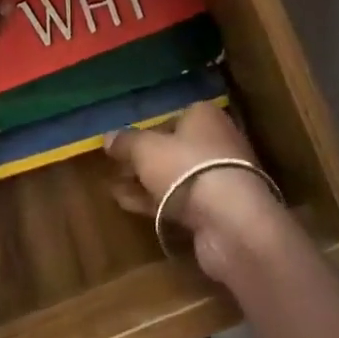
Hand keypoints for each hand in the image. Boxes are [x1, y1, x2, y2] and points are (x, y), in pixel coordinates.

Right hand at [105, 102, 288, 280]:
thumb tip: (108, 137)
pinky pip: (179, 200)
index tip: (123, 141)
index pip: (172, 116)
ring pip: (175, 176)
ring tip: (113, 186)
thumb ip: (126, 141)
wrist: (230, 221)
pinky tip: (127, 203)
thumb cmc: (187, 168)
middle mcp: (216, 141)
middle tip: (115, 165)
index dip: (146, 128)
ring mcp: (219, 178)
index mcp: (204, 116)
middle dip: (144, 158)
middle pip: (174, 147)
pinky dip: (155, 201)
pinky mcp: (217, 210)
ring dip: (146, 181)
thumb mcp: (145, 149)